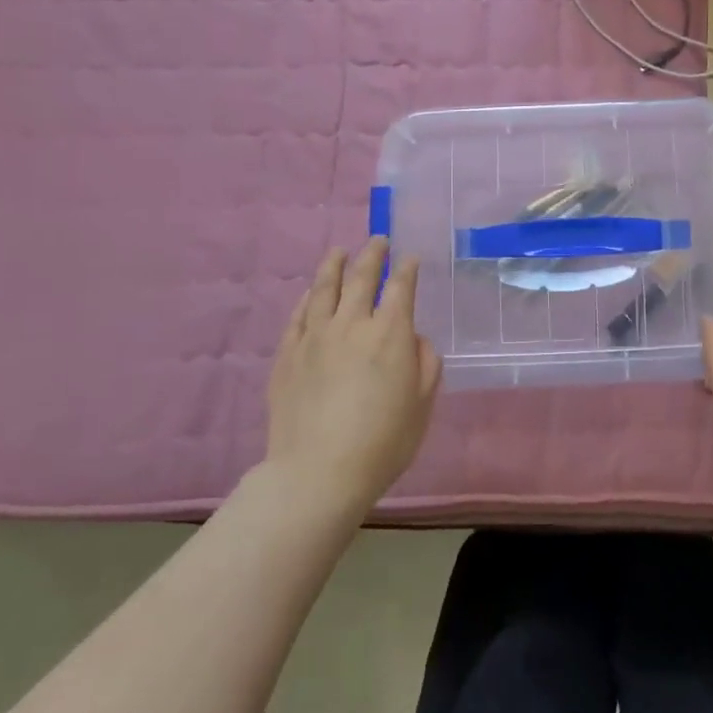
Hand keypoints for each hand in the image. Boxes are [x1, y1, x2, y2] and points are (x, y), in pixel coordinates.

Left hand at [261, 238, 441, 513]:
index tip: (410, 257)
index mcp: (390, 333)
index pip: (400, 287)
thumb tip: (413, 339)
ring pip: (324, 288)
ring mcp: (314, 337)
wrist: (318, 472)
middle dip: (372, 254)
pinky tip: (311, 292)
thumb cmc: (384, 441)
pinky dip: (308, 297)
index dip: (407, 268)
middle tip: (377, 240)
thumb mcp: (423, 403)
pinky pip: (298, 315)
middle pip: (361, 277)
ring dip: (334, 264)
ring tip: (339, 251)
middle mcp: (351, 324)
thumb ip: (425, 362)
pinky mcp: (287, 354)